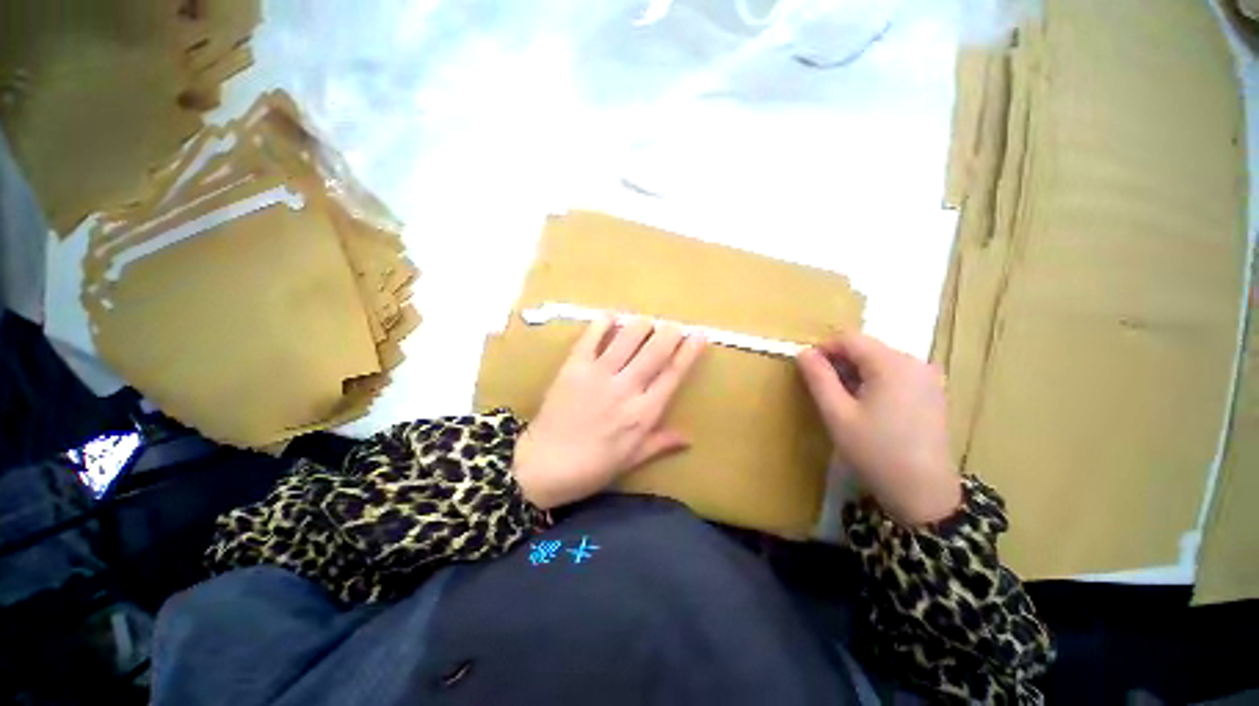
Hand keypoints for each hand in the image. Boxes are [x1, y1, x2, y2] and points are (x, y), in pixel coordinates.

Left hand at [512, 318, 706, 509]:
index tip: (699, 335)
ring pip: (627, 338)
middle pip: (655, 351)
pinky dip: (602, 323)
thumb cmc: (592, 466)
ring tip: (647, 321)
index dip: (689, 352)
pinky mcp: (574, 367)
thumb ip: (660, 443)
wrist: (544, 465)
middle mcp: (626, 388)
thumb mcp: (631, 459)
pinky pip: (591, 338)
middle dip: (669, 332)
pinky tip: (611, 316)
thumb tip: (689, 438)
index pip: (673, 374)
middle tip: (674, 324)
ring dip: (641, 325)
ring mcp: (599, 374)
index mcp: (643, 413)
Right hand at [796, 333, 960, 524]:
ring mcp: (928, 378)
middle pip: (866, 348)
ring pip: (880, 361)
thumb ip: (818, 378)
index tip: (808, 372)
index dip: (824, 349)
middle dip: (840, 363)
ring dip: (856, 374)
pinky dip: (875, 382)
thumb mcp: (837, 414)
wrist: (924, 494)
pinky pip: (896, 375)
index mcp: (892, 364)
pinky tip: (868, 408)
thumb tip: (803, 353)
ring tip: (844, 403)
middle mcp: (915, 363)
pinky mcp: (933, 393)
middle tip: (824, 391)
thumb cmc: (875, 452)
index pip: (849, 338)